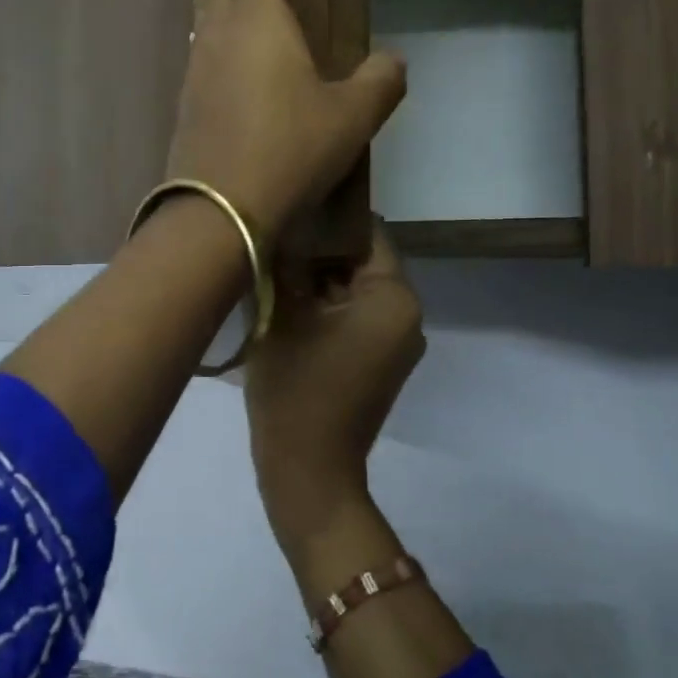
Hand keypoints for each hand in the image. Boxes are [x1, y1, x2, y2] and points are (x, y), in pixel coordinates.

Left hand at [167, 0, 405, 238]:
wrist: (221, 207)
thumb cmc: (291, 150)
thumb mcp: (352, 117)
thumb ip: (379, 82)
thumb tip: (394, 60)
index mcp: (261, 24)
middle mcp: (222, 40)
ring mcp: (197, 75)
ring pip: (201, 24)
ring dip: (204, 1)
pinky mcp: (186, 109)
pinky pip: (195, 58)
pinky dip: (200, 42)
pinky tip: (202, 53)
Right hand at [245, 218, 426, 539]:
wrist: (308, 470)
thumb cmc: (296, 387)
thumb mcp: (282, 315)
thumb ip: (285, 262)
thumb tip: (281, 223)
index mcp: (394, 297)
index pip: (365, 233)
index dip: (325, 217)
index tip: (287, 206)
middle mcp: (407, 315)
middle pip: (359, 263)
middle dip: (316, 252)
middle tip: (270, 239)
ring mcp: (395, 342)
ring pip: (351, 291)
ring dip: (316, 281)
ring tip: (271, 268)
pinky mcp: (378, 363)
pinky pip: (352, 319)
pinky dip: (323, 309)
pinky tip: (284, 305)